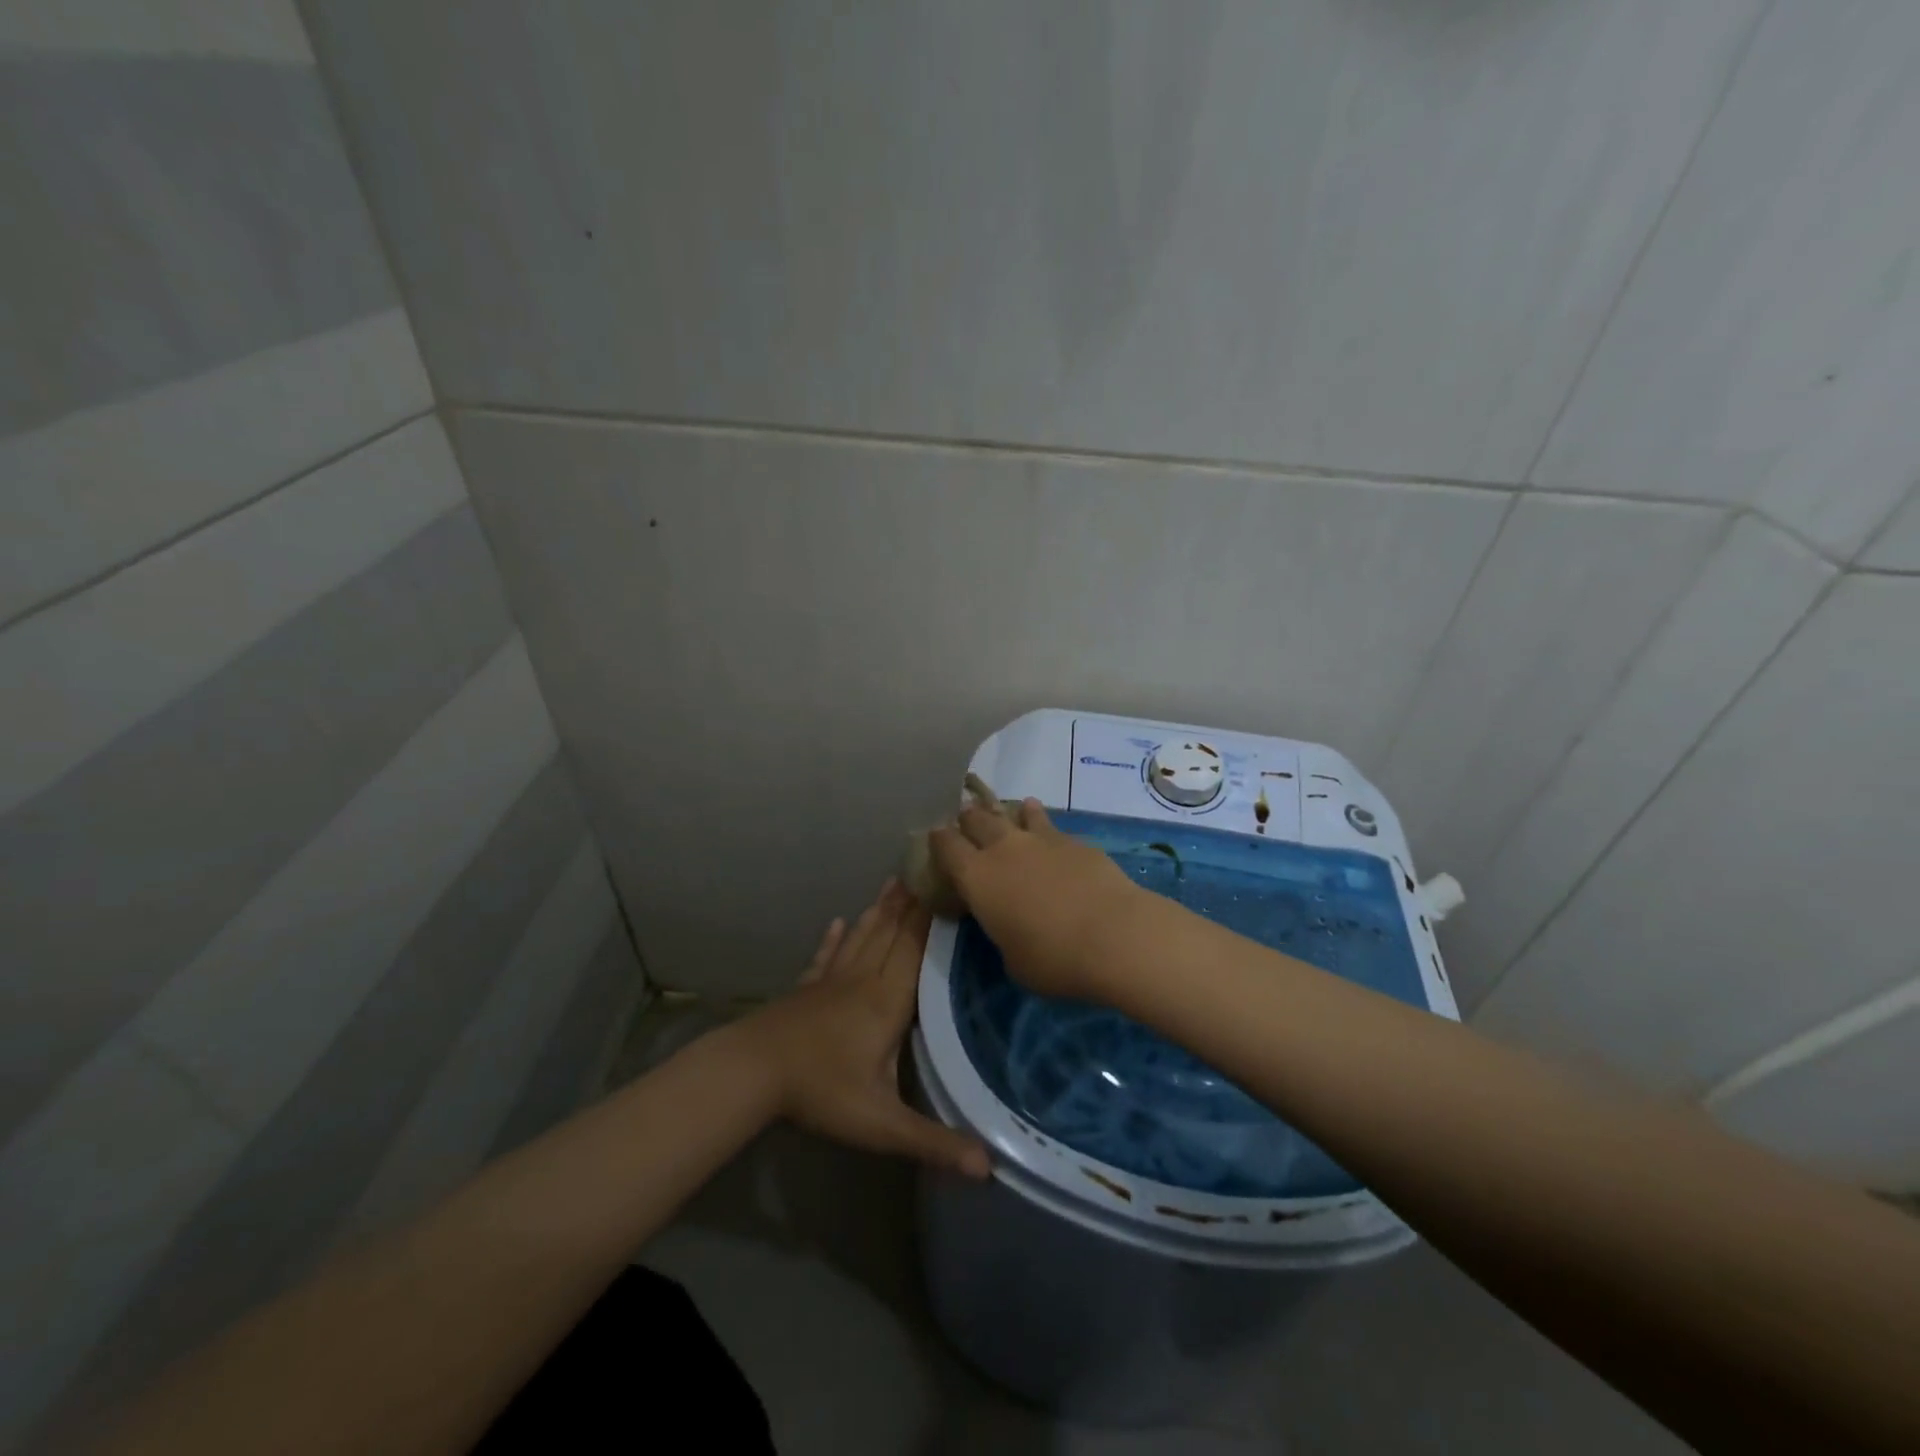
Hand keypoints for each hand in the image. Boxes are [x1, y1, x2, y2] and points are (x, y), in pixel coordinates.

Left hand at [739, 882, 989, 1178]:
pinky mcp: (806, 989)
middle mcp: (862, 980)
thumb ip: (933, 1142)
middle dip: (912, 903)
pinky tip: (837, 922)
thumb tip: (989, 1167)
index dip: (933, 919)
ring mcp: (831, 981)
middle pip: (892, 934)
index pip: (916, 950)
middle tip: (928, 868)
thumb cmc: (821, 1091)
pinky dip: (833, 939)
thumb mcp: (881, 1124)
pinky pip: (825, 957)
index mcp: (887, 1001)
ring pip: (862, 937)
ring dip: (880, 910)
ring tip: (894, 882)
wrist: (752, 1072)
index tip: (950, 887)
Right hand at [929, 798, 1148, 1002]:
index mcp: (977, 877)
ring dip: (1008, 814)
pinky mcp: (1074, 840)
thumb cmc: (1053, 959)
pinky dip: (1040, 822)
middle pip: (977, 819)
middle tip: (967, 819)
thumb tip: (1009, 923)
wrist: (1114, 935)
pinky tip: (1046, 829)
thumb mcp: (1012, 959)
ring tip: (1010, 814)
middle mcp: (1003, 848)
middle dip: (969, 818)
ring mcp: (1040, 839)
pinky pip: (1049, 824)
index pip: (946, 846)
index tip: (936, 836)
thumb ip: (1002, 932)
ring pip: (1015, 814)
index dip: (939, 839)